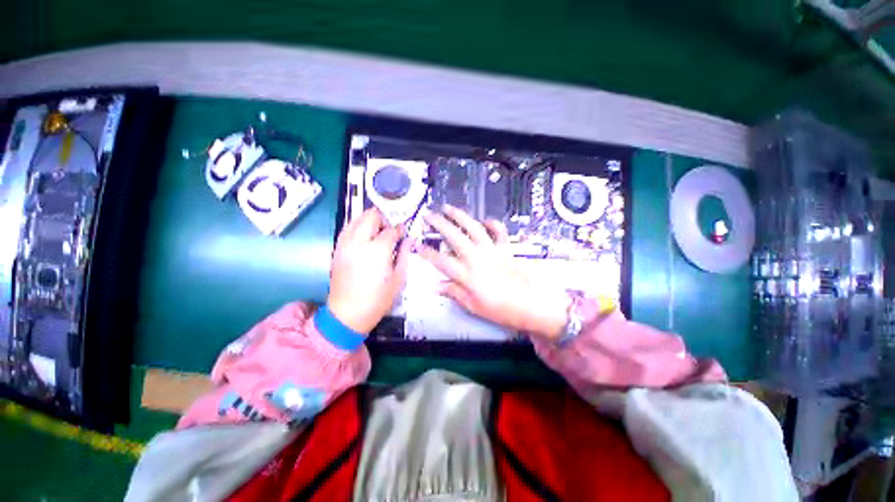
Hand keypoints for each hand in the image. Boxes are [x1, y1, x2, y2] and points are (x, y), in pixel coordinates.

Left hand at [328, 208, 410, 332]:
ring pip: (356, 219)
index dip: (399, 230)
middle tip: (390, 229)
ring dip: (369, 220)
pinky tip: (364, 236)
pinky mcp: (337, 250)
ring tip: (377, 231)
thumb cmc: (378, 299)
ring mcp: (345, 245)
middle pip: (371, 217)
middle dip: (383, 219)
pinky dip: (356, 227)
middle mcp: (359, 242)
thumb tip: (409, 240)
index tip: (403, 232)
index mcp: (378, 250)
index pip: (391, 230)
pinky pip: (347, 229)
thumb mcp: (398, 278)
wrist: (347, 314)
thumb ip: (404, 254)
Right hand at [420, 205, 570, 340]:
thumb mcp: (475, 306)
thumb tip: (437, 286)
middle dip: (439, 224)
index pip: (441, 261)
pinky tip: (485, 220)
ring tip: (449, 208)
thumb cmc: (504, 309)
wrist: (535, 305)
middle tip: (429, 215)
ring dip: (460, 216)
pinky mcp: (506, 248)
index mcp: (468, 275)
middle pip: (454, 237)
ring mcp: (492, 251)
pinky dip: (492, 223)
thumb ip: (455, 293)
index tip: (418, 245)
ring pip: (473, 228)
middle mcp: (477, 258)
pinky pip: (498, 231)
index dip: (427, 252)